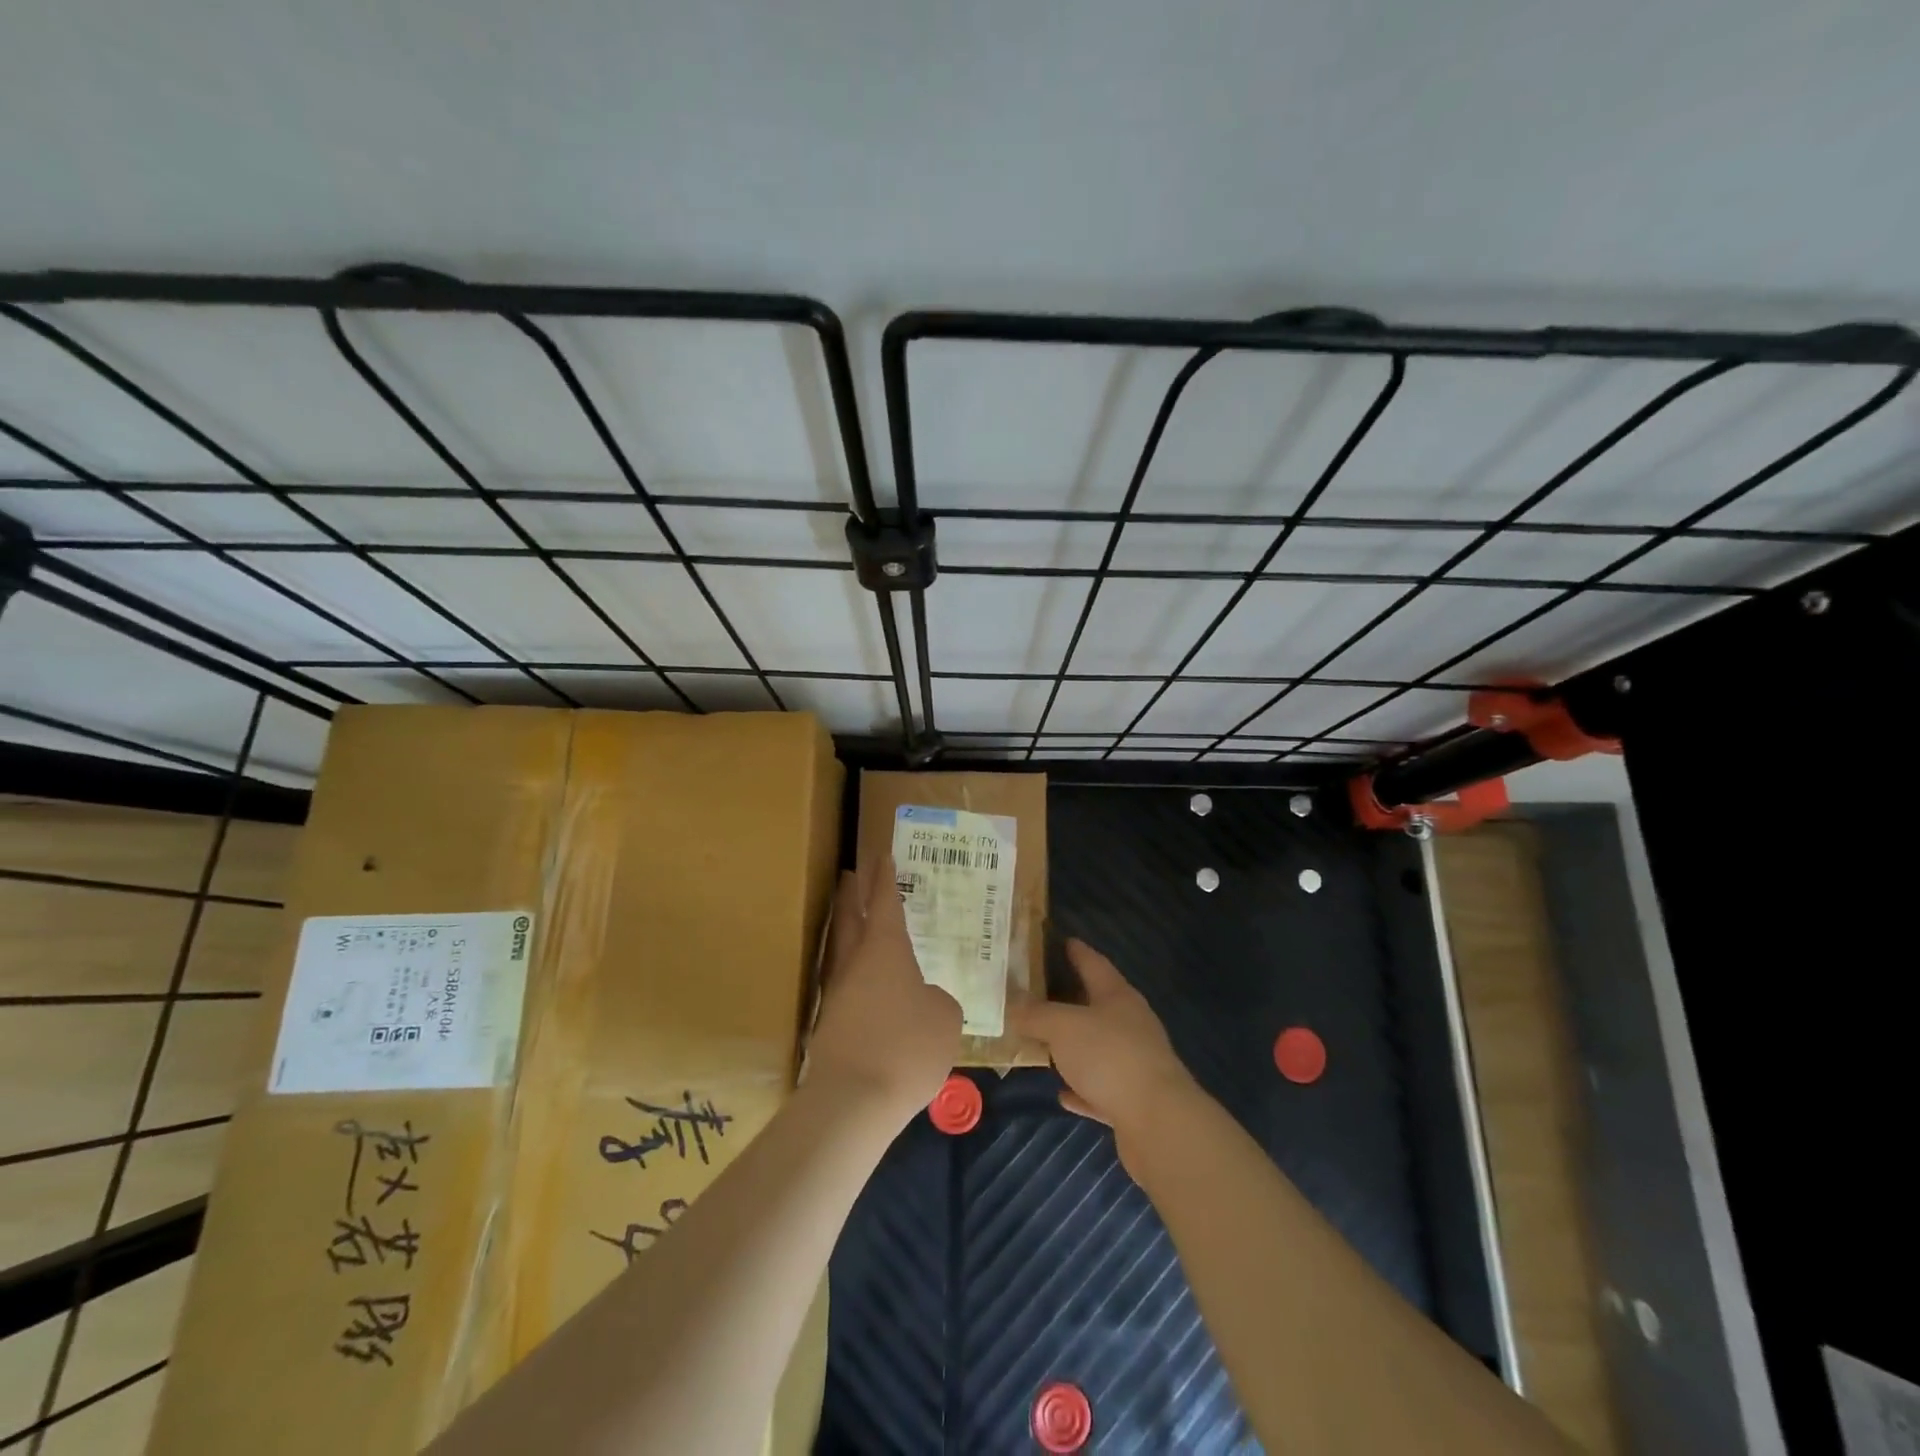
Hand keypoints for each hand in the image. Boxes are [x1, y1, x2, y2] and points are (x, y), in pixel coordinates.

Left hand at [806, 864, 961, 1120]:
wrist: (853, 1101)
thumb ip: (938, 1000)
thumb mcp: (945, 1018)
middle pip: (848, 918)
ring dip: (847, 932)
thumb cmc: (907, 1046)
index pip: (883, 902)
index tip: (881, 854)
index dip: (884, 878)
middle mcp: (855, 963)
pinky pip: (845, 986)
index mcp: (884, 949)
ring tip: (858, 925)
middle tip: (851, 874)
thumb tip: (925, 1000)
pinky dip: (855, 975)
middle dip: (851, 894)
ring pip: (841, 951)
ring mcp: (837, 994)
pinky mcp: (829, 1025)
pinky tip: (868, 987)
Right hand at [1008, 940, 1200, 1159]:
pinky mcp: (1132, 1100)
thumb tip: (1012, 1005)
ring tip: (1042, 1041)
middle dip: (1069, 998)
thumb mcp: (1062, 1027)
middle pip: (1096, 1004)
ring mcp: (1134, 1062)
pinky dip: (1080, 1087)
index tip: (1061, 940)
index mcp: (1117, 996)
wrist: (1157, 1122)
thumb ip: (1035, 1014)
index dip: (1076, 951)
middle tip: (1036, 992)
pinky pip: (1099, 1088)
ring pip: (1097, 1047)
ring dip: (1073, 1046)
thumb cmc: (1109, 1056)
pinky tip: (1061, 1093)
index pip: (1094, 963)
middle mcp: (1129, 1024)